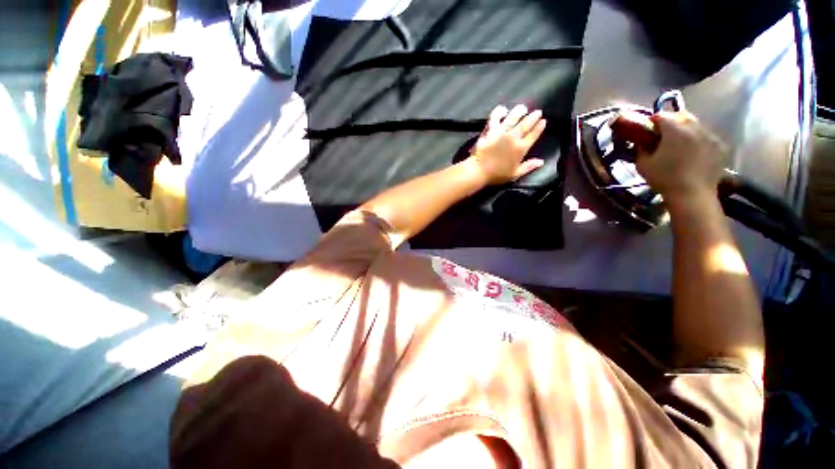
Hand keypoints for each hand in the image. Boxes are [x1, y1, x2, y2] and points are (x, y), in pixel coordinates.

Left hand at [468, 104, 546, 184]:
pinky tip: (503, 110)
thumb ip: (528, 167)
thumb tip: (541, 161)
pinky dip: (500, 111)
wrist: (479, 170)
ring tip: (523, 109)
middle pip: (526, 123)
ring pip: (514, 116)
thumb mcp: (515, 174)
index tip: (543, 121)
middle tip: (538, 112)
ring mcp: (501, 131)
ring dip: (520, 111)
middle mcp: (513, 137)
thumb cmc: (496, 175)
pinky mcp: (490, 129)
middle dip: (533, 116)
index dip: (539, 127)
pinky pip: (495, 116)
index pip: (533, 135)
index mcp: (521, 148)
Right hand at [618, 110, 726, 205]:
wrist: (693, 194)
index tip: (647, 130)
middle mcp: (695, 127)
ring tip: (680, 143)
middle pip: (682, 116)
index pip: (661, 116)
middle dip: (672, 121)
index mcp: (675, 130)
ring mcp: (710, 136)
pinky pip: (707, 136)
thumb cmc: (664, 178)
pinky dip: (699, 140)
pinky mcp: (720, 146)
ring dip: (687, 130)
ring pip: (696, 125)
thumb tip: (641, 142)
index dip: (652, 121)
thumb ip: (641, 149)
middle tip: (664, 134)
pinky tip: (694, 152)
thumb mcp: (643, 165)